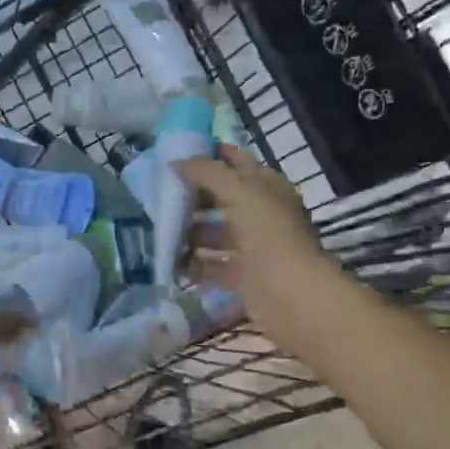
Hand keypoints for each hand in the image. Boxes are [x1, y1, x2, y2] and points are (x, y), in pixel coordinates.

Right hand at [174, 145, 333, 356]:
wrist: (289, 294)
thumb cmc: (268, 233)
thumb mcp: (238, 191)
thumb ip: (206, 172)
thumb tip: (176, 161)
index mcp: (267, 187)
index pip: (237, 162)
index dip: (211, 156)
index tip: (178, 155)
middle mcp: (261, 214)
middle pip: (221, 199)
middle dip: (192, 198)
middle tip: (160, 196)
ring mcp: (252, 247)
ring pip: (214, 234)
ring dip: (188, 233)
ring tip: (160, 231)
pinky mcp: (242, 276)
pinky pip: (211, 266)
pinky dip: (192, 265)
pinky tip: (170, 263)